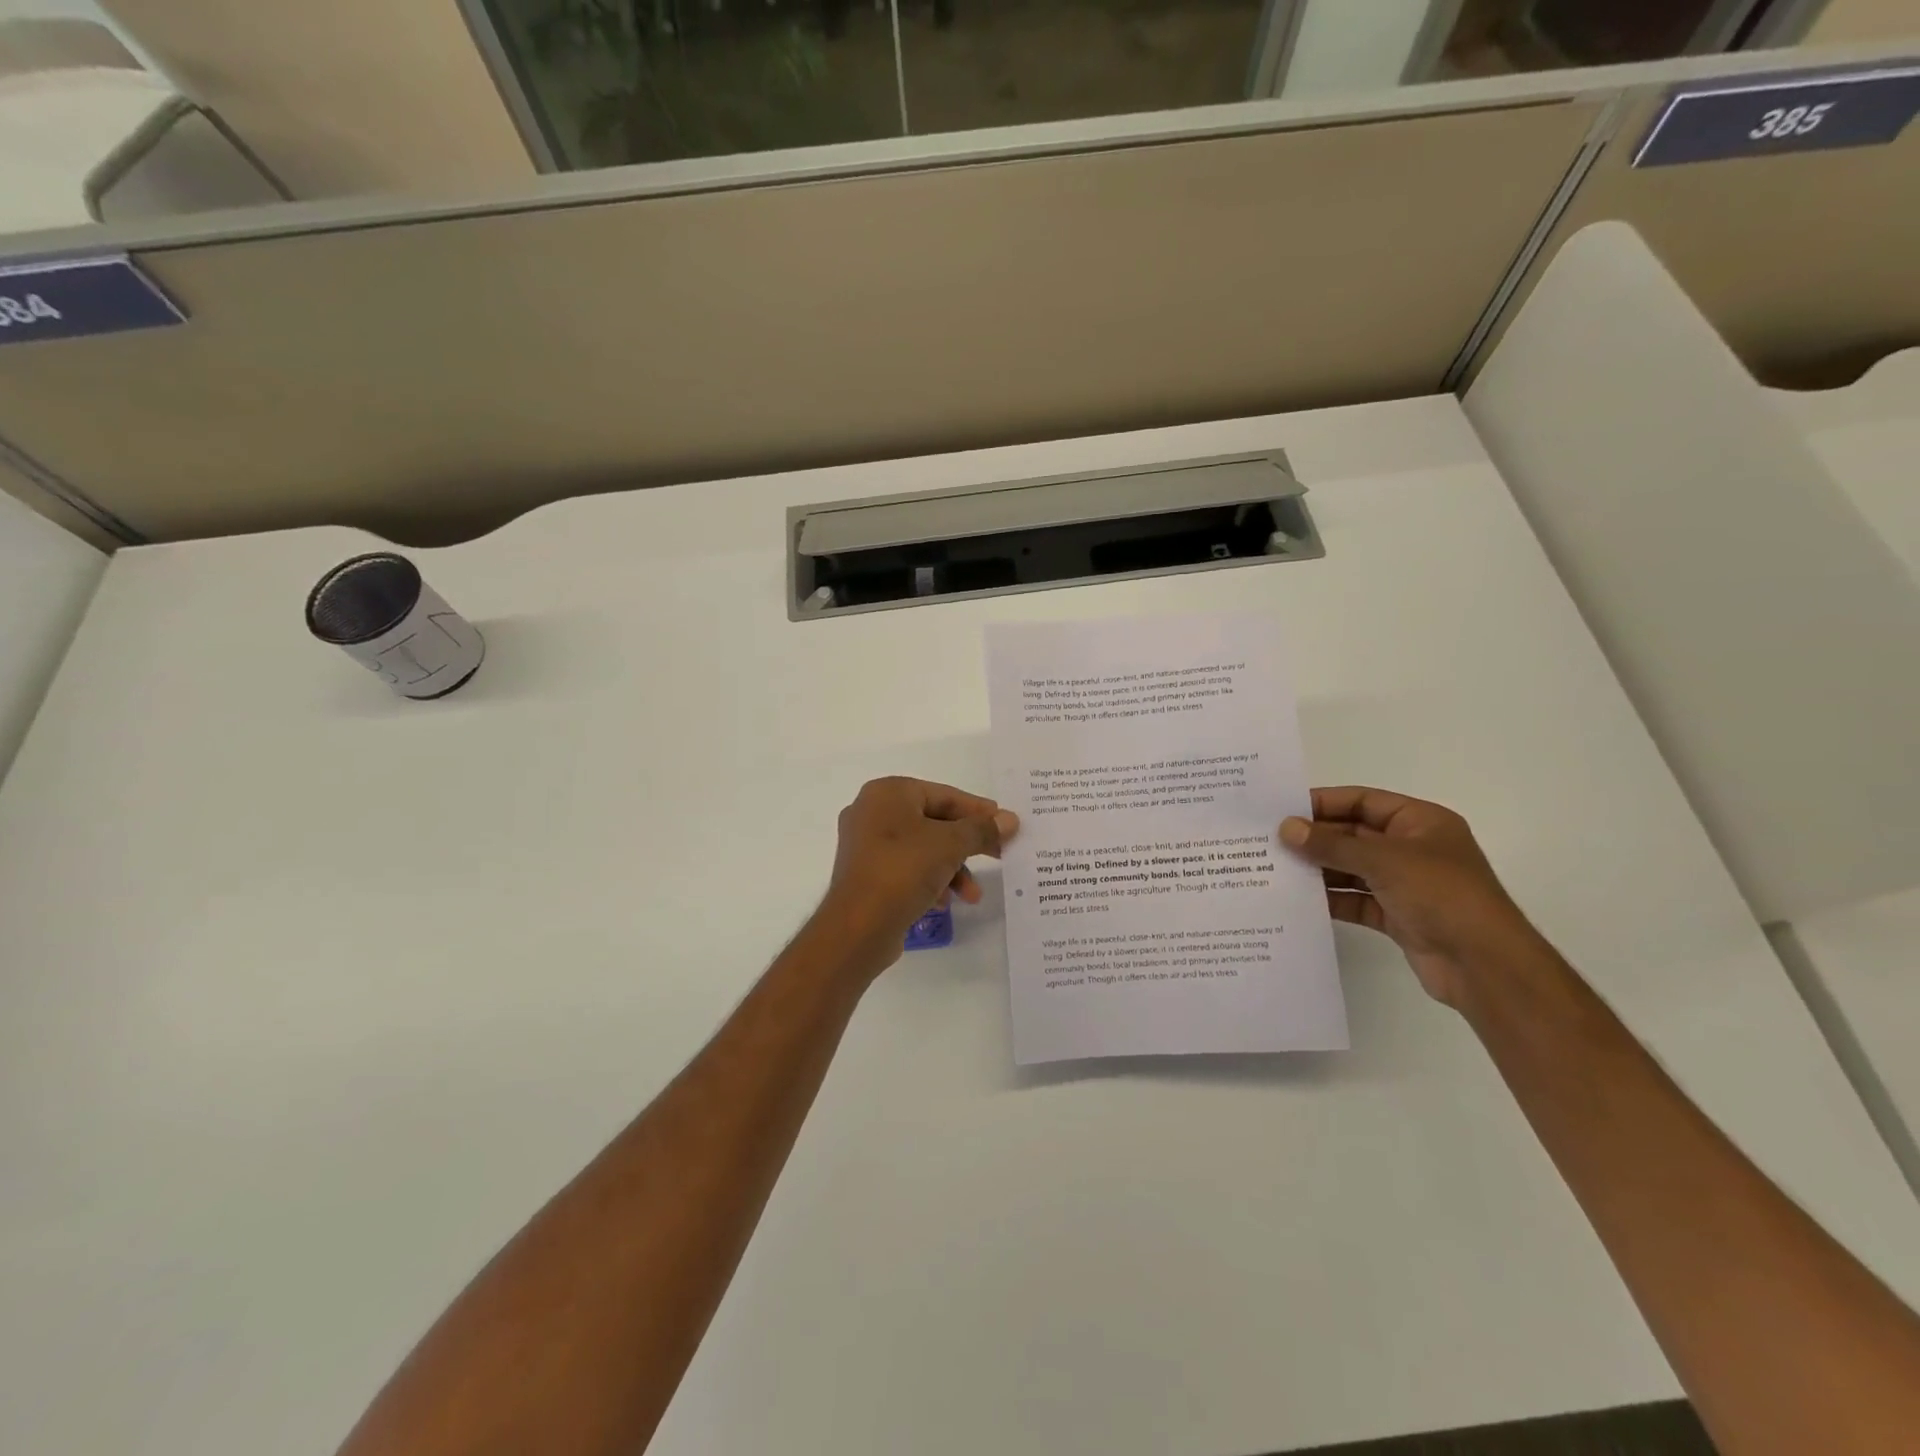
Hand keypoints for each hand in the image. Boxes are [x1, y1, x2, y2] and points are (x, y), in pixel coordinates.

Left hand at [818, 777, 1017, 977]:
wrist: (857, 927)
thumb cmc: (903, 870)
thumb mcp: (950, 845)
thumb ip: (981, 830)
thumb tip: (1010, 819)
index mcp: (888, 793)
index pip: (944, 795)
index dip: (978, 810)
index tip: (1005, 824)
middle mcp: (872, 812)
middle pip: (934, 822)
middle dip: (966, 845)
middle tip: (999, 856)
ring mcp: (865, 845)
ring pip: (922, 849)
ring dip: (952, 869)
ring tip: (972, 895)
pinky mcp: (865, 875)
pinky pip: (906, 869)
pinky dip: (929, 881)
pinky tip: (943, 902)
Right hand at [1280, 786, 1545, 1009]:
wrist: (1484, 965)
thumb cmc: (1441, 895)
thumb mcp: (1383, 860)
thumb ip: (1332, 844)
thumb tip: (1286, 828)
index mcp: (1420, 822)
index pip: (1363, 801)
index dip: (1323, 803)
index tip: (1282, 809)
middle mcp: (1412, 849)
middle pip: (1354, 835)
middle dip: (1315, 838)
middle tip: (1268, 841)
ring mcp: (1405, 884)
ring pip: (1351, 869)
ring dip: (1318, 869)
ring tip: (1274, 869)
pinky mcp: (1397, 916)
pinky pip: (1355, 900)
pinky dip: (1330, 899)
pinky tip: (1297, 900)